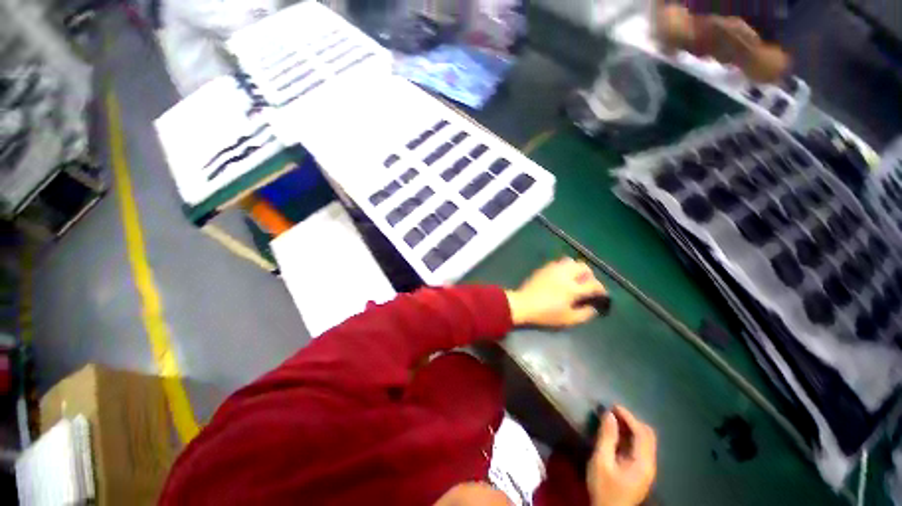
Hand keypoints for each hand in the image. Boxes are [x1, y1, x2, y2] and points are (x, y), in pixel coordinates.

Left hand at [505, 258, 606, 326]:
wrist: (522, 305)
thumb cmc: (545, 314)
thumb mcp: (568, 319)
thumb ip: (585, 314)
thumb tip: (594, 307)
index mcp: (572, 288)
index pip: (593, 284)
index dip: (601, 290)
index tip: (601, 295)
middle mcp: (564, 274)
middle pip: (583, 267)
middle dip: (590, 276)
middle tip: (588, 285)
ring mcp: (553, 269)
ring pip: (570, 261)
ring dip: (576, 269)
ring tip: (575, 280)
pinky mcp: (543, 268)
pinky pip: (558, 263)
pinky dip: (565, 268)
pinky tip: (562, 278)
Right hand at [588, 406, 656, 505]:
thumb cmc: (604, 487)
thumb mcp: (601, 461)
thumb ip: (607, 437)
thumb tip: (609, 414)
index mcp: (643, 462)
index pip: (642, 433)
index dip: (628, 416)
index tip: (612, 406)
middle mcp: (649, 464)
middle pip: (648, 436)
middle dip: (632, 420)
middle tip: (613, 412)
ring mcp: (646, 469)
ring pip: (645, 441)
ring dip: (631, 428)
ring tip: (613, 420)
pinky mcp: (640, 471)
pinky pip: (640, 448)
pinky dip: (630, 437)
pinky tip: (617, 435)